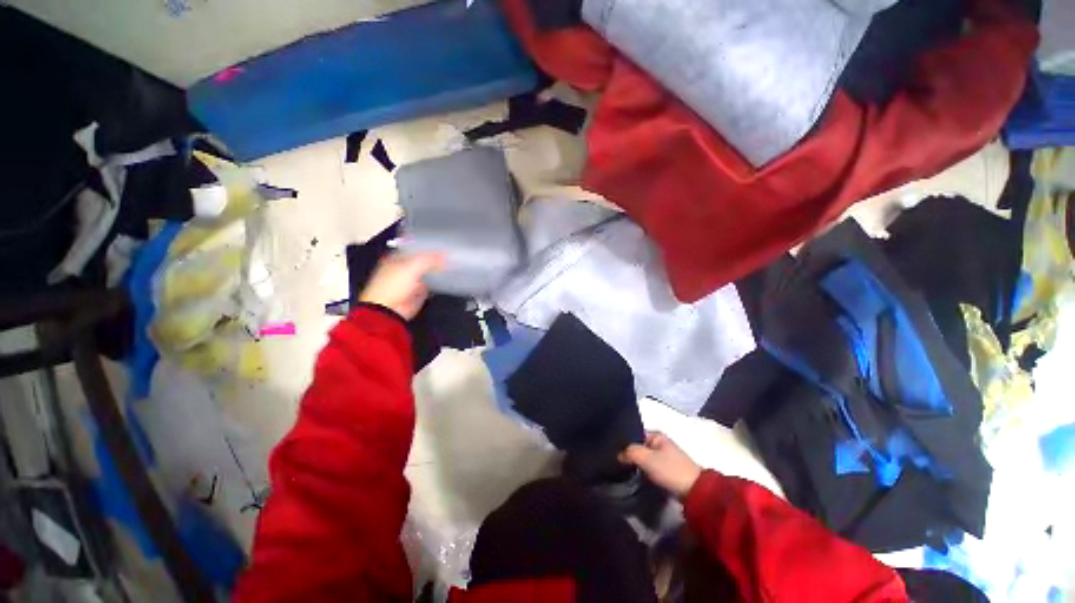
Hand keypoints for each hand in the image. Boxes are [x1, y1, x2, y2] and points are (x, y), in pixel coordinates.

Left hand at [358, 253, 444, 320]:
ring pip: (427, 273)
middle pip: (422, 261)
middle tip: (448, 255)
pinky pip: (431, 285)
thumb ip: (429, 259)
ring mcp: (411, 282)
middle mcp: (403, 270)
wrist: (389, 310)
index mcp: (396, 259)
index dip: (427, 247)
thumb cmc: (391, 287)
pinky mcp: (418, 294)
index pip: (415, 249)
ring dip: (437, 271)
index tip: (441, 246)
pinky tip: (447, 279)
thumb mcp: (411, 267)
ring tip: (450, 265)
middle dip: (434, 259)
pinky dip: (438, 283)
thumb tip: (445, 255)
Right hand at [620, 432, 701, 498]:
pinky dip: (643, 471)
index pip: (634, 435)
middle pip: (639, 447)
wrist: (695, 491)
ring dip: (636, 464)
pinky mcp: (667, 471)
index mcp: (657, 435)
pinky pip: (650, 468)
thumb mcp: (646, 458)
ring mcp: (665, 457)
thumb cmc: (670, 469)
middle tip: (617, 462)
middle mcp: (661, 443)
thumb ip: (630, 452)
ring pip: (644, 458)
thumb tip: (618, 455)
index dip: (624, 442)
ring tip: (623, 470)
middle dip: (630, 454)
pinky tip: (636, 476)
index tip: (613, 451)